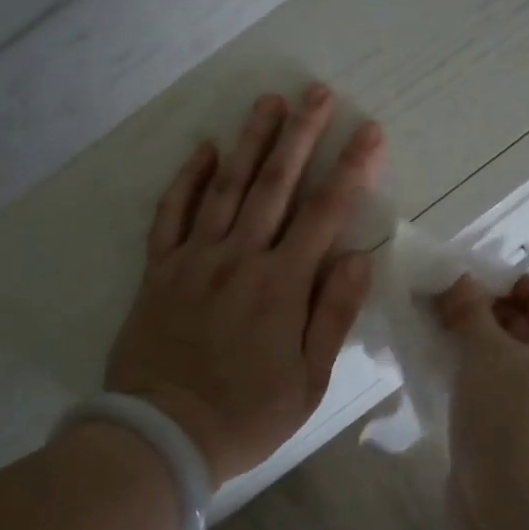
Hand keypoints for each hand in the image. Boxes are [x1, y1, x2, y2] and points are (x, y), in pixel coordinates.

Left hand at [107, 86, 383, 486]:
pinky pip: (172, 214)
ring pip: (226, 187)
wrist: (162, 436)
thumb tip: (357, 257)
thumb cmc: (246, 415)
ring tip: (268, 101)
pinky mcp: (160, 270)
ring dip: (250, 141)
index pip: (325, 213)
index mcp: (282, 285)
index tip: (368, 131)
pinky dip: (187, 179)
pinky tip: (205, 148)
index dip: (351, 169)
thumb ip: (332, 314)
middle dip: (301, 134)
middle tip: (317, 92)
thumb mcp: (309, 380)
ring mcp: (195, 259)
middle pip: (276, 184)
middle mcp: (239, 258)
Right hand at [433, 273, 528, 517]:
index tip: (450, 284)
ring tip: (427, 333)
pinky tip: (437, 368)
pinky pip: (498, 384)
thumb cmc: (508, 415)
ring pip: (505, 354)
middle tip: (429, 306)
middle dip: (476, 311)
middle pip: (520, 321)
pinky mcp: (524, 424)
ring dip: (469, 342)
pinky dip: (471, 372)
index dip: (494, 282)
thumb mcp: (484, 351)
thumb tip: (458, 279)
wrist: (516, 508)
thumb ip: (469, 308)